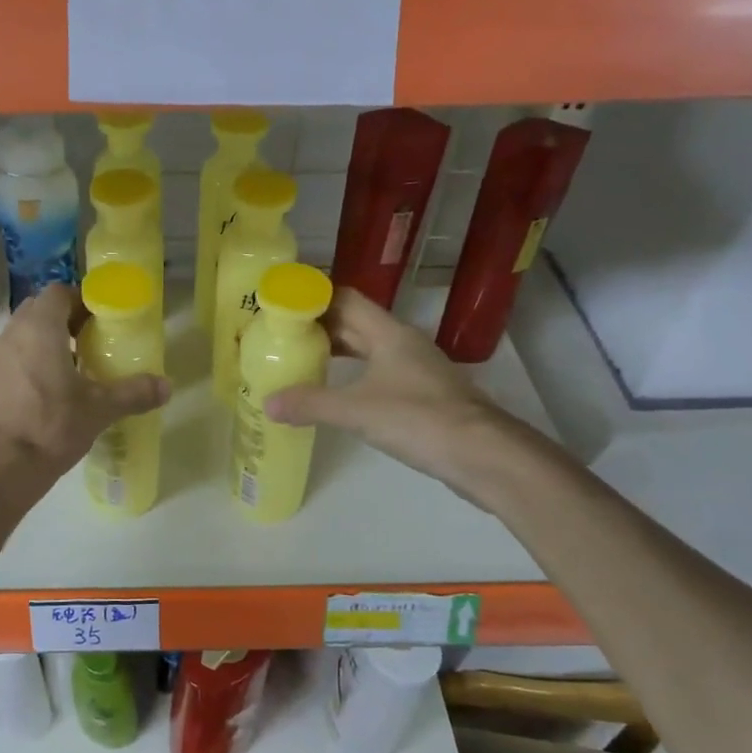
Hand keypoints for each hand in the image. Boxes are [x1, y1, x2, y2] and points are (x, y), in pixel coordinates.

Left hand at [0, 284, 169, 502]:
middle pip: (41, 311)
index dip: (84, 300)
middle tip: (95, 341)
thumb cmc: (48, 427)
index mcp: (39, 328)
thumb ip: (133, 393)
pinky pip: (15, 361)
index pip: (59, 292)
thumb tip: (167, 386)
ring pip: (26, 337)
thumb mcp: (98, 410)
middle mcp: (12, 335)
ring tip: (79, 369)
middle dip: (68, 320)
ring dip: (51, 343)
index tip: (105, 319)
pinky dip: (34, 365)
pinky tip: (54, 395)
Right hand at [264, 288, 526, 504]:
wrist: (483, 455)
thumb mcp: (356, 411)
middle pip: (356, 323)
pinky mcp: (422, 396)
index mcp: (389, 334)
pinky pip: (379, 374)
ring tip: (301, 361)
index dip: (315, 298)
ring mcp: (416, 370)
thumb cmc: (419, 419)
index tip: (283, 305)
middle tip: (282, 336)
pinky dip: (353, 376)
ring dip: (337, 351)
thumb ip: (311, 404)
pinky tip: (338, 394)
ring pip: (368, 349)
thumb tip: (268, 402)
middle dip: (320, 326)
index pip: (346, 299)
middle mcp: (403, 344)